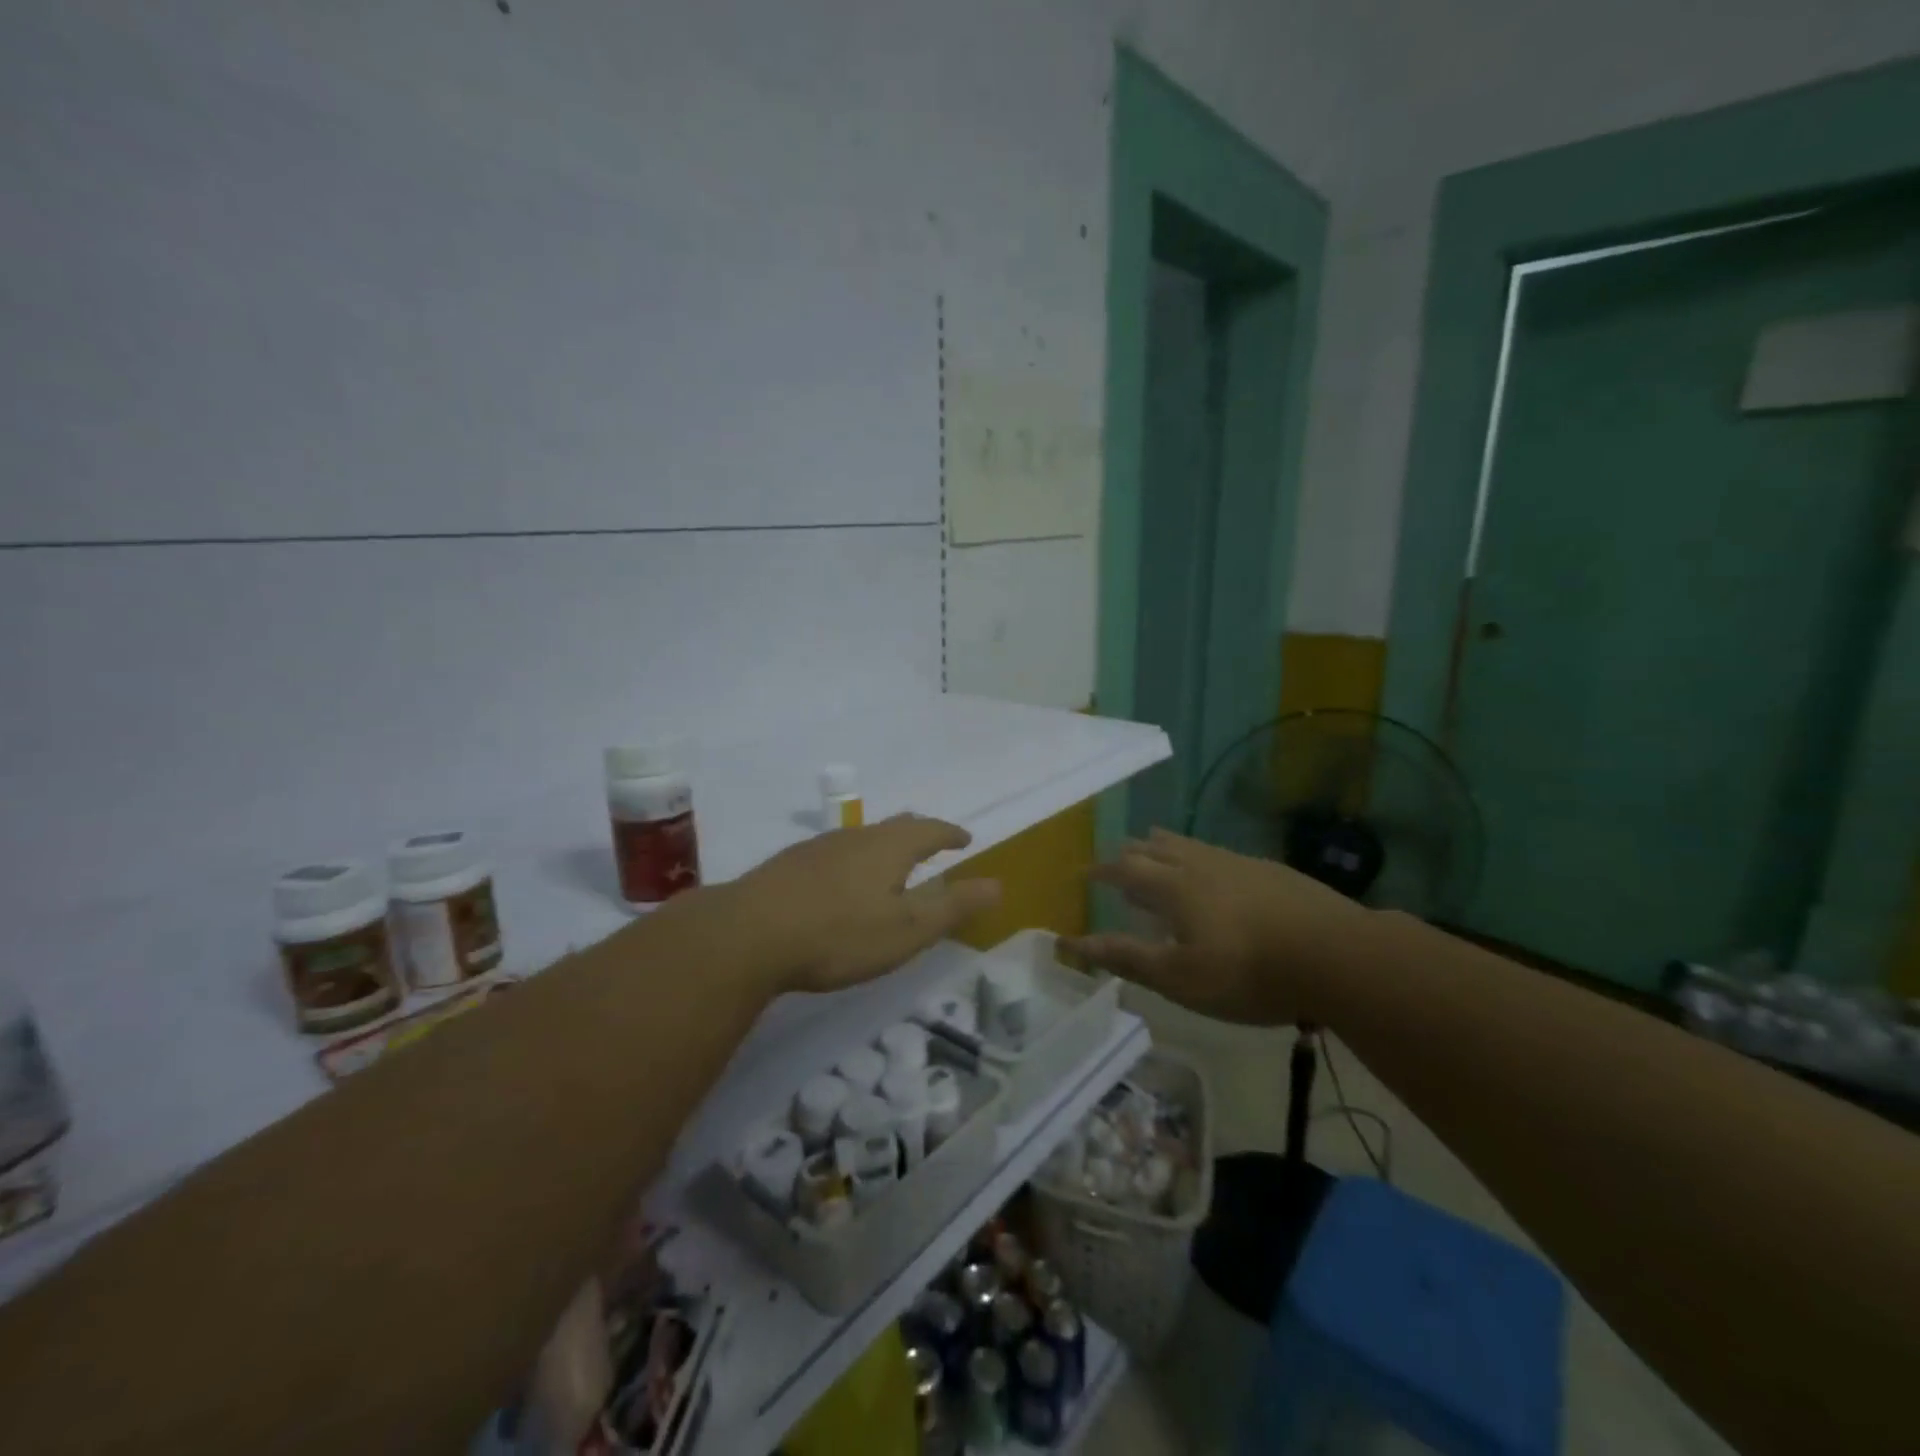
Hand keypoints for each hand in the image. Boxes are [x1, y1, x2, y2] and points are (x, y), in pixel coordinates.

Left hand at [723, 813, 1001, 994]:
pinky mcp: (788, 866)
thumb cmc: (840, 934)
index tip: (964, 838)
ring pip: (861, 838)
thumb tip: (998, 884)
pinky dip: (852, 862)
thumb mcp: (907, 929)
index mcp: (889, 847)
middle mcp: (855, 837)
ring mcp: (818, 848)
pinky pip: (834, 854)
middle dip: (918, 834)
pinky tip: (840, 883)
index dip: (950, 834)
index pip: (930, 830)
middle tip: (932, 843)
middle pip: (895, 826)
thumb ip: (953, 906)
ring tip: (890, 864)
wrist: (748, 934)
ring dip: (883, 847)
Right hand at [1062, 828, 1361, 1025]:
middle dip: (1132, 853)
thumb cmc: (1248, 972)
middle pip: (1157, 848)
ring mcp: (1240, 864)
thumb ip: (1126, 957)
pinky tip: (1216, 873)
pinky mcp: (1272, 871)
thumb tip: (1072, 943)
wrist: (1338, 956)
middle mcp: (1201, 865)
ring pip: (1191, 846)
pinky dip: (1201, 858)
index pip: (1125, 868)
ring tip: (1156, 846)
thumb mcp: (1180, 978)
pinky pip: (1221, 855)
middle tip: (1120, 858)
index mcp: (1174, 887)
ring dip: (1166, 847)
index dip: (1103, 870)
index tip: (1086, 873)